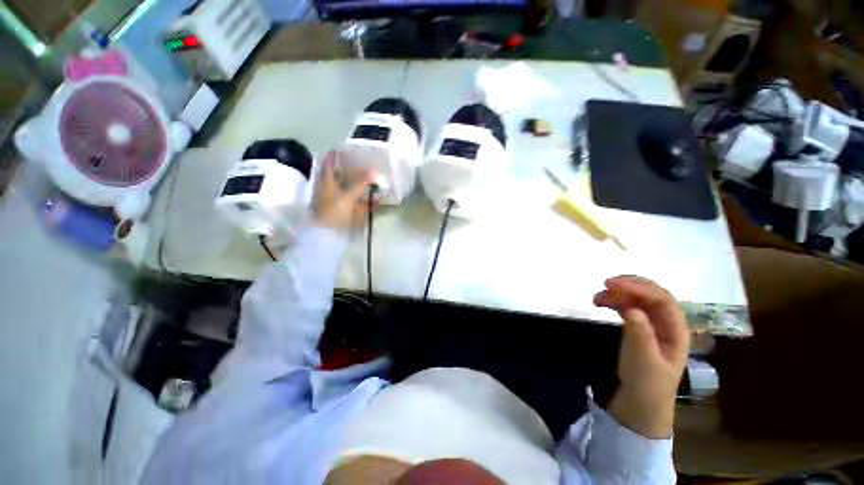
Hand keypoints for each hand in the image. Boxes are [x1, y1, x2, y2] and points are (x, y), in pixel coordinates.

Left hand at [313, 151, 373, 228]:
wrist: (329, 236)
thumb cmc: (334, 212)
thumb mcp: (348, 196)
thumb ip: (361, 184)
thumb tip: (374, 172)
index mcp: (327, 183)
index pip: (329, 164)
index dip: (335, 155)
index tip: (344, 148)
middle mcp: (332, 189)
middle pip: (341, 176)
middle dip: (352, 170)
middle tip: (365, 164)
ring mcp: (339, 201)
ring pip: (350, 189)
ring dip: (361, 185)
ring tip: (374, 180)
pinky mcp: (346, 212)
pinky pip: (357, 203)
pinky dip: (365, 201)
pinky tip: (376, 200)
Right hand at [594, 276, 689, 438]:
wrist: (640, 405)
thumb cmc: (646, 384)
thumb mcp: (643, 361)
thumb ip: (640, 333)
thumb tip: (631, 307)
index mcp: (676, 330)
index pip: (661, 299)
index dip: (639, 288)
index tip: (612, 284)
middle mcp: (666, 323)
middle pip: (650, 295)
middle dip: (629, 286)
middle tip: (604, 284)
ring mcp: (652, 326)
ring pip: (638, 300)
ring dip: (618, 294)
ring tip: (596, 298)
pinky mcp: (639, 329)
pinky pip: (629, 308)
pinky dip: (615, 302)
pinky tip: (603, 304)